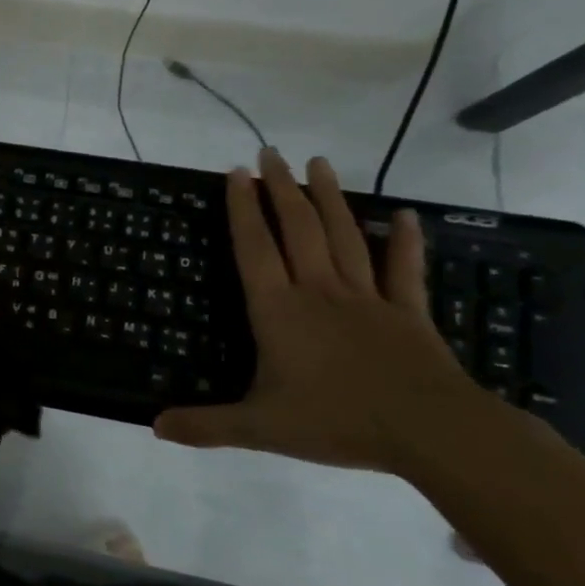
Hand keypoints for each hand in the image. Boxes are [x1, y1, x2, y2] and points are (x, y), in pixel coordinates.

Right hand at [155, 149, 490, 473]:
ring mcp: (366, 298)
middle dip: (281, 189)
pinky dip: (403, 240)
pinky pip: (403, 269)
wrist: (432, 432)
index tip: (236, 173)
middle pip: (298, 229)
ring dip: (329, 198)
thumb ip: (206, 425)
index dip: (242, 209)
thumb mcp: (260, 428)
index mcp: (278, 310)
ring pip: (343, 236)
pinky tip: (403, 214)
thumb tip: (152, 427)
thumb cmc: (337, 421)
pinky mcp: (407, 312)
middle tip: (270, 153)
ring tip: (318, 163)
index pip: (254, 248)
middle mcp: (318, 291)